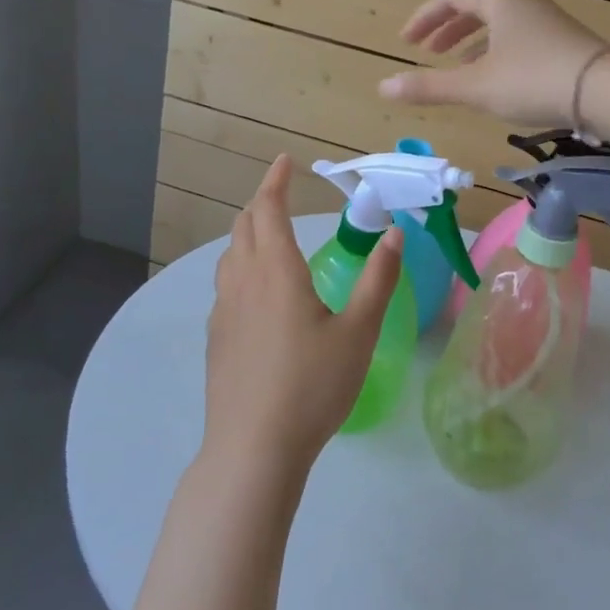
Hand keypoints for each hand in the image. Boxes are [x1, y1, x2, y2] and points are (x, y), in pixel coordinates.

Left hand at [204, 155, 403, 476]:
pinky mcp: (216, 338)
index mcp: (276, 272)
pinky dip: (240, 266)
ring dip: (247, 234)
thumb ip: (378, 280)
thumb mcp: (358, 332)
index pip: (268, 210)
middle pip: (243, 227)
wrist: (253, 449)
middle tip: (281, 195)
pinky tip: (257, 293)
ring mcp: (223, 311)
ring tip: (269, 237)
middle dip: (261, 203)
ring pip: (230, 256)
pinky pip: (226, 285)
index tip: (285, 161)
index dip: (275, 181)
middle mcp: (243, 282)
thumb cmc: (312, 386)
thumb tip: (393, 233)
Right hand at [379, 0, 609, 125]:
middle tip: (428, 51)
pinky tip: (498, 80)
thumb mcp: (475, 86)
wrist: (607, 91)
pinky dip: (497, 52)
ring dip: (473, 42)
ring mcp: (548, 21)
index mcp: (499, 1)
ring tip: (458, 67)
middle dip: (448, 29)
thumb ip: (429, 87)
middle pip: (477, 6)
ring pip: (500, 24)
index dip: (424, 18)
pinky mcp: (565, 43)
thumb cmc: (534, 80)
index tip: (406, 41)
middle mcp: (523, 3)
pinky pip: (519, 39)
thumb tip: (382, 88)